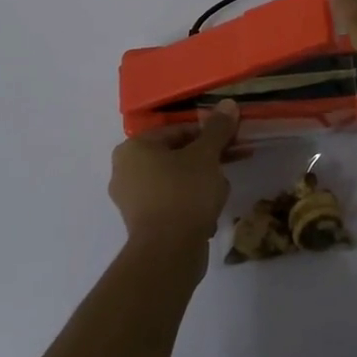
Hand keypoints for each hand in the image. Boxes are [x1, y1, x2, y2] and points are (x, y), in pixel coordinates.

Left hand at [109, 101, 240, 264]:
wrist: (168, 253)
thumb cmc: (184, 193)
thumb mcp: (206, 156)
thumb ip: (217, 129)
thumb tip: (228, 103)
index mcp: (133, 148)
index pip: (177, 131)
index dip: (208, 135)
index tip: (231, 142)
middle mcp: (124, 171)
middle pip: (176, 156)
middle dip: (206, 162)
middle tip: (230, 165)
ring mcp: (131, 200)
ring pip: (175, 181)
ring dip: (201, 185)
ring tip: (220, 195)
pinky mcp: (141, 225)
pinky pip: (170, 205)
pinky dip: (189, 206)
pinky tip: (208, 217)